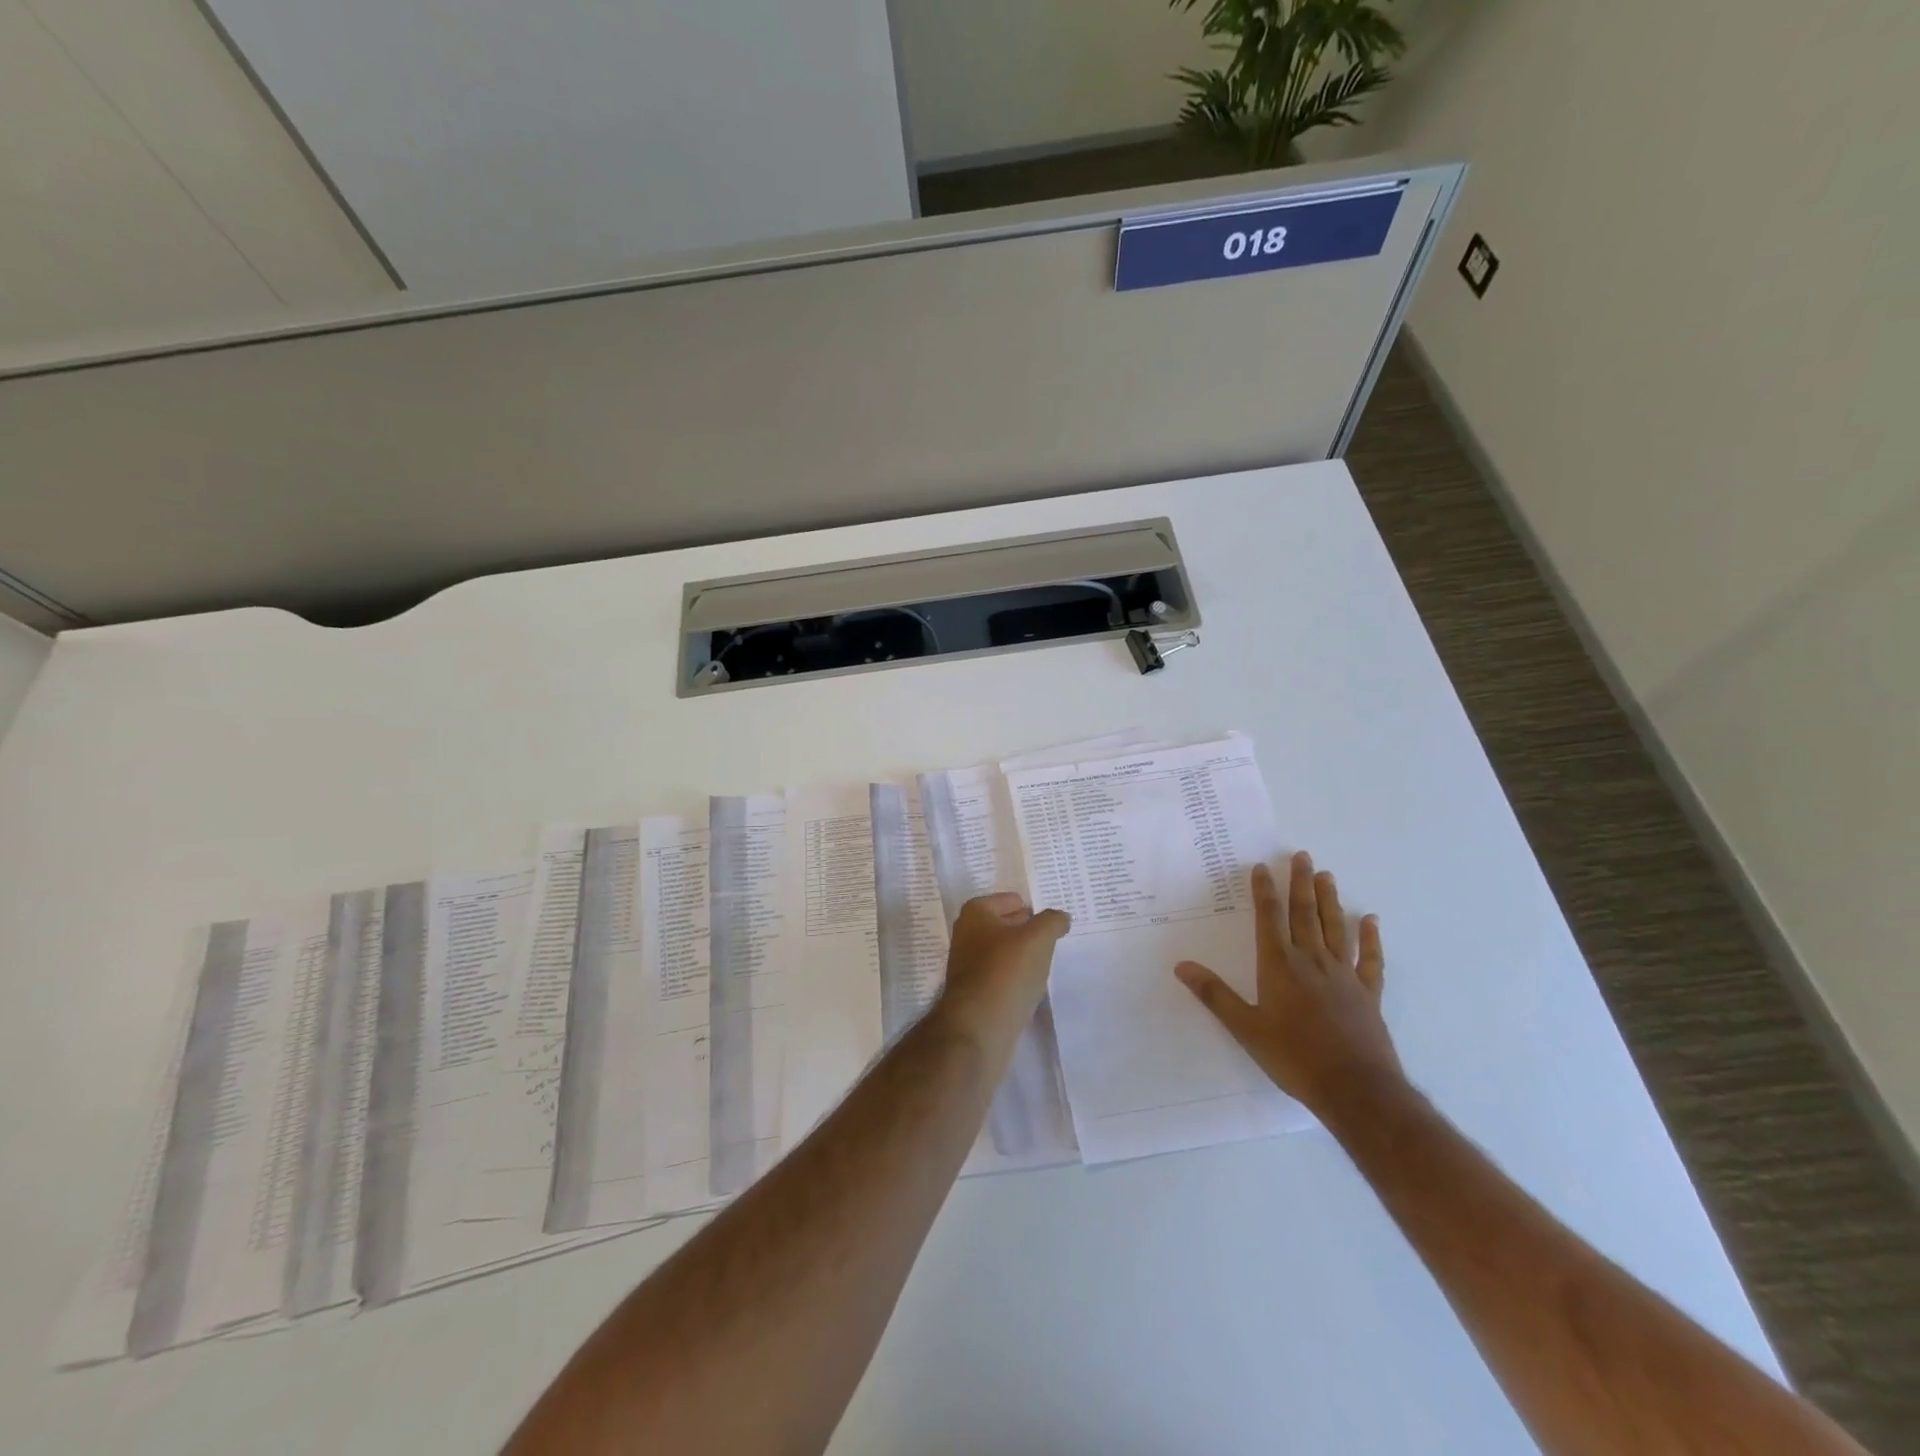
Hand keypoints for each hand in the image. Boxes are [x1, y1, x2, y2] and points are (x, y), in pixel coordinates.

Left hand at [935, 893, 1070, 1047]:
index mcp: (976, 914)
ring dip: (1023, 956)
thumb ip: (1052, 921)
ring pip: (1004, 953)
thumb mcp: (1038, 938)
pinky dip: (1016, 978)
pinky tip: (1033, 986)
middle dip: (1027, 930)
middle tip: (1054, 937)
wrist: (978, 1028)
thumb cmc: (1006, 972)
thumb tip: (1060, 917)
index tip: (1052, 919)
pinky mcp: (975, 994)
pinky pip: (1002, 977)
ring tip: (1047, 961)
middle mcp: (967, 935)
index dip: (1032, 907)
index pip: (1010, 900)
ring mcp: (969, 966)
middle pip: (1005, 925)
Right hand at [1175, 851, 1401, 1113]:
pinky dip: (1371, 939)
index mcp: (1280, 966)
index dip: (1265, 891)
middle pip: (1304, 914)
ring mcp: (1344, 976)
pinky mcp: (1368, 994)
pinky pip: (1370, 960)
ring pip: (1335, 928)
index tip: (1262, 867)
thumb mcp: (1245, 1029)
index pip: (1269, 919)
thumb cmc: (1294, 1057)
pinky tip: (1371, 920)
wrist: (1356, 1089)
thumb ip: (1215, 995)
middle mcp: (1312, 961)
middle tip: (1302, 856)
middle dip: (1300, 883)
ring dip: (1330, 900)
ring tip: (1327, 875)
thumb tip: (1182, 966)